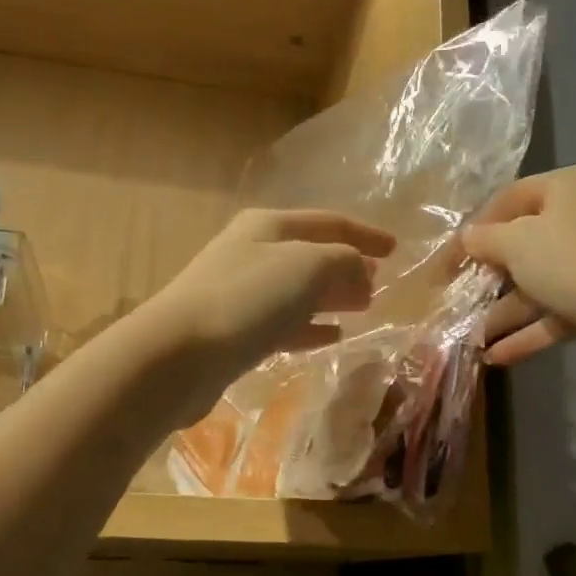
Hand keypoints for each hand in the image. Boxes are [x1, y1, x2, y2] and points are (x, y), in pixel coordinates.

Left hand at [141, 208, 395, 395]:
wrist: (179, 354)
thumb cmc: (248, 298)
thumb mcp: (309, 266)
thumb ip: (345, 263)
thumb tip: (362, 274)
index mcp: (269, 226)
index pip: (328, 222)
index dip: (364, 234)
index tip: (395, 249)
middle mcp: (252, 252)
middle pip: (311, 255)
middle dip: (348, 267)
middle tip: (380, 284)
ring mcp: (241, 294)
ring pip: (298, 291)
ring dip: (331, 297)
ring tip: (363, 309)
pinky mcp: (235, 333)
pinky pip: (284, 323)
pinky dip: (311, 327)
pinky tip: (332, 337)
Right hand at [463, 165, 575, 366]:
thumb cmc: (573, 260)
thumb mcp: (517, 243)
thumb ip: (485, 239)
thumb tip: (468, 238)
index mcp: (567, 187)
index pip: (509, 199)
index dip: (474, 229)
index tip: (447, 259)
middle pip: (525, 243)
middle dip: (489, 277)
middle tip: (458, 297)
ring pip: (540, 283)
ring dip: (505, 311)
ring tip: (470, 338)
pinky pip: (559, 310)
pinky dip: (530, 330)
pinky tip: (497, 356)